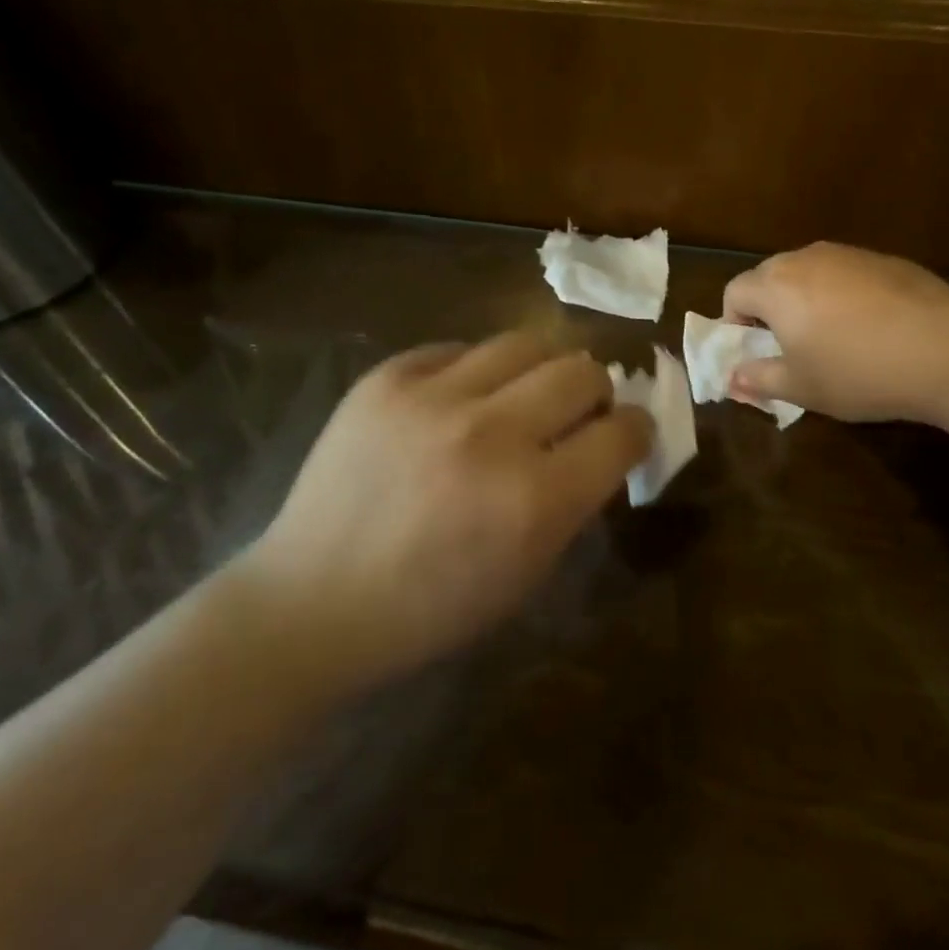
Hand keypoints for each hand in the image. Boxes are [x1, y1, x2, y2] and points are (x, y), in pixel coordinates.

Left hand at [236, 332, 652, 689]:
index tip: (628, 432)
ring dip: (542, 368)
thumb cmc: (429, 608)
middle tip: (581, 409)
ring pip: (526, 342)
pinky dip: (474, 372)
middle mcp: (491, 434)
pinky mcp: (388, 378)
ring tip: (526, 391)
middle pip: (582, 371)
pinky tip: (460, 398)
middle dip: (596, 391)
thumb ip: (574, 501)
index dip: (636, 429)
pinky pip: (458, 349)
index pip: (622, 432)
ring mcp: (433, 397)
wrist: (312, 601)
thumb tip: (602, 444)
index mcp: (534, 500)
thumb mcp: (526, 572)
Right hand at [723, 243, 948, 424]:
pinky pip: (848, 274)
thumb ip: (758, 379)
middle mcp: (807, 258)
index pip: (734, 291)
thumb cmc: (858, 373)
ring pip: (810, 272)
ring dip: (807, 299)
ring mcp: (850, 254)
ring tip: (834, 337)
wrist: (946, 352)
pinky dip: (845, 295)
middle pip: (770, 276)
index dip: (735, 323)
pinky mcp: (887, 260)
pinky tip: (874, 328)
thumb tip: (732, 377)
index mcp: (776, 285)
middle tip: (790, 345)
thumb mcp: (800, 388)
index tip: (755, 352)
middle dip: (769, 308)